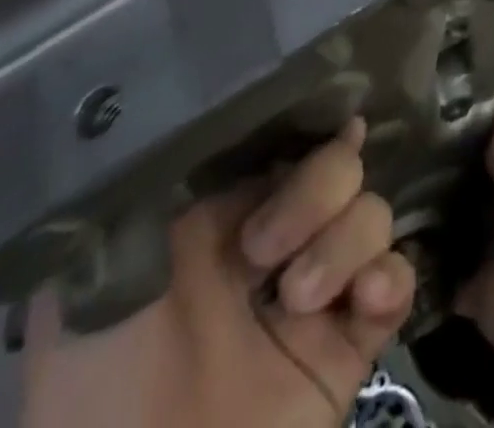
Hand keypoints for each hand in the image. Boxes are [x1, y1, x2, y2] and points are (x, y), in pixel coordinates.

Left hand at [21, 119, 414, 427]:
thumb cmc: (102, 379)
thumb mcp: (95, 272)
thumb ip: (139, 190)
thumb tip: (201, 114)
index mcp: (228, 214)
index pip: (290, 142)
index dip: (313, 129)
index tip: (330, 126)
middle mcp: (281, 239)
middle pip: (343, 166)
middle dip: (317, 192)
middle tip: (264, 251)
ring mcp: (320, 291)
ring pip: (373, 215)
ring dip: (346, 244)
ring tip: (299, 301)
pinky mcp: (348, 346)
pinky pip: (399, 283)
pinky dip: (391, 280)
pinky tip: (366, 300)